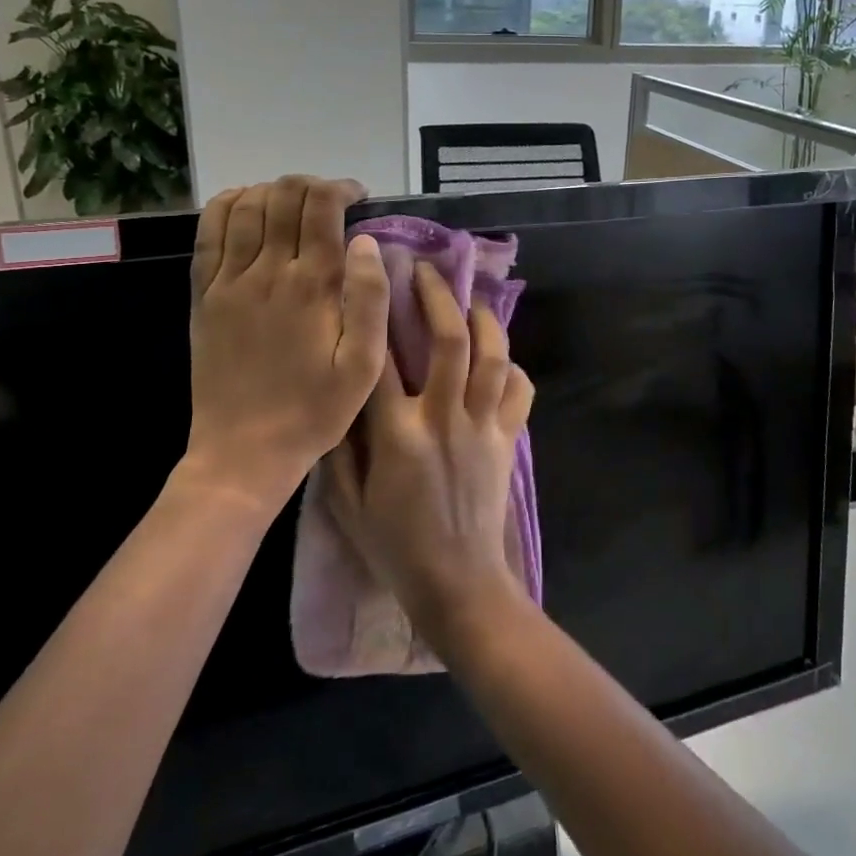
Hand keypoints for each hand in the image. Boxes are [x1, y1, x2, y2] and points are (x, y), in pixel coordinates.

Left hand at [180, 176, 389, 514]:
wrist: (243, 450)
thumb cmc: (315, 410)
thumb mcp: (364, 366)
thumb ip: (370, 299)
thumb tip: (367, 242)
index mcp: (312, 286)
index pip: (322, 207)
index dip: (342, 188)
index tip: (359, 197)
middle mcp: (268, 272)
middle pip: (283, 196)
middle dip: (311, 185)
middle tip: (331, 200)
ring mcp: (229, 281)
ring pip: (247, 206)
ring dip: (273, 191)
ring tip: (294, 203)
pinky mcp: (203, 295)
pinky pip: (210, 232)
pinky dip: (228, 205)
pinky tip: (246, 205)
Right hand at [325, 261, 534, 636]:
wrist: (458, 584)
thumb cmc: (395, 547)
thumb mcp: (347, 505)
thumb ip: (338, 449)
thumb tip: (336, 397)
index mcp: (398, 435)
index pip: (382, 360)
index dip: (375, 314)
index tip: (370, 281)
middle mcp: (444, 419)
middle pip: (449, 341)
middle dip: (437, 297)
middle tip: (424, 270)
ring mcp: (484, 427)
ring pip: (492, 357)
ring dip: (483, 319)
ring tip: (469, 299)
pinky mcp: (509, 440)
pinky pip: (519, 391)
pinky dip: (513, 368)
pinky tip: (500, 357)